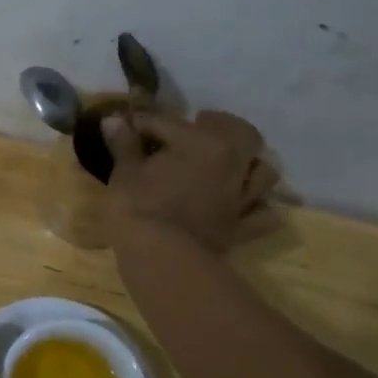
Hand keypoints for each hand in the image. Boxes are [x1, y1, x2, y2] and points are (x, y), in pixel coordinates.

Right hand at [102, 109, 278, 252]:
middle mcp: (232, 163)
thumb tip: (113, 120)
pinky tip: (244, 203)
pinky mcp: (243, 226)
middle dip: (220, 125)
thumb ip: (124, 144)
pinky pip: (263, 214)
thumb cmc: (138, 208)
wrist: (161, 258)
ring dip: (250, 162)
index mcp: (201, 142)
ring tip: (231, 162)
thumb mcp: (124, 172)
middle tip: (198, 126)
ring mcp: (242, 196)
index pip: (170, 122)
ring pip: (263, 171)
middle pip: (241, 132)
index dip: (145, 122)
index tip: (128, 124)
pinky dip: (258, 206)